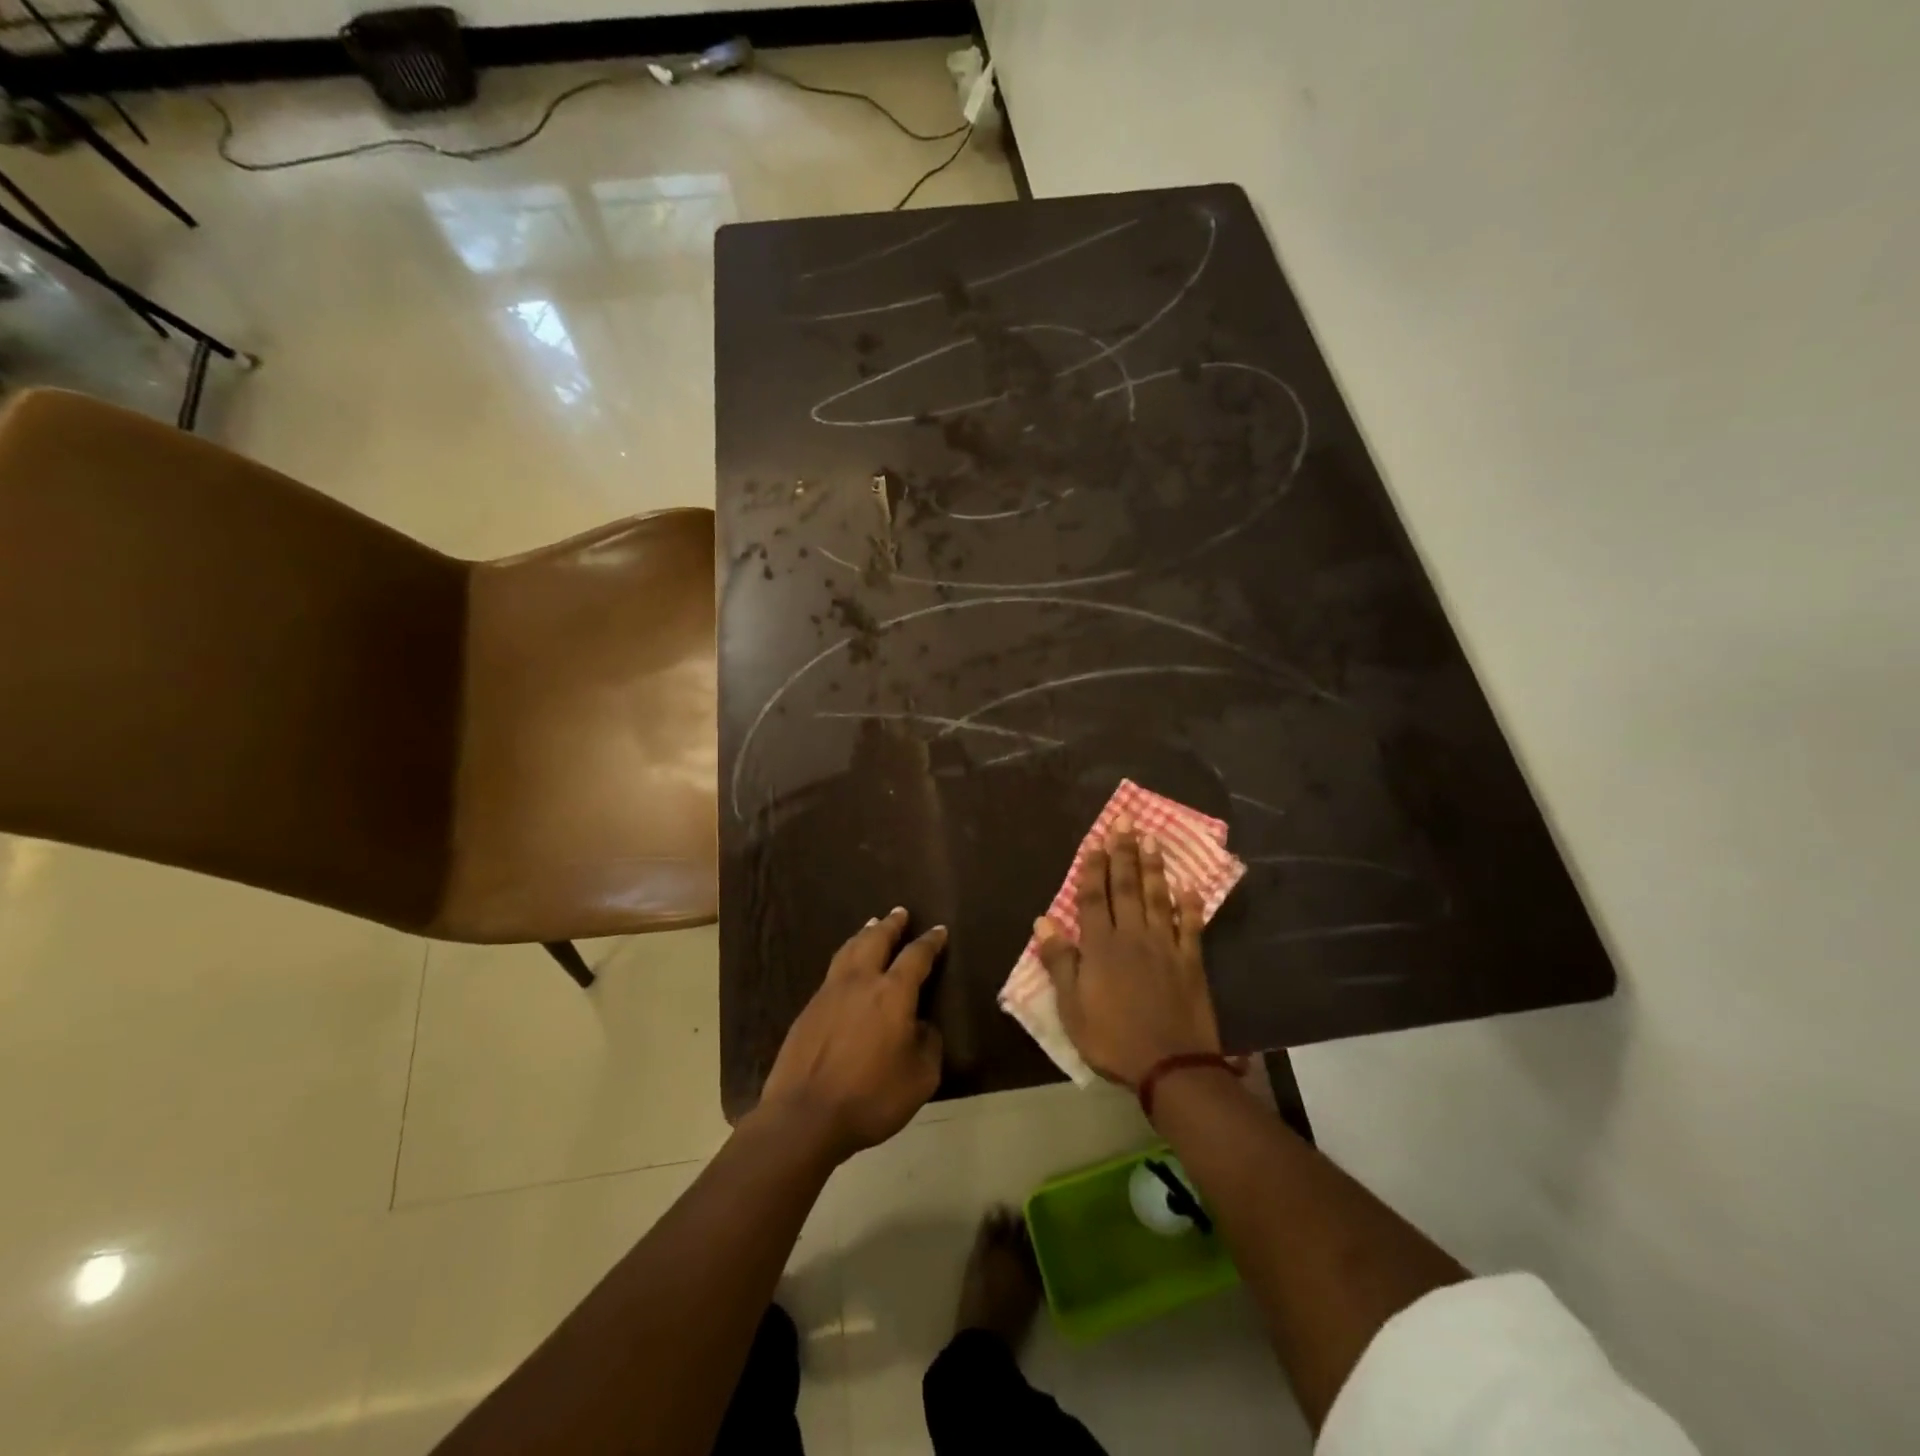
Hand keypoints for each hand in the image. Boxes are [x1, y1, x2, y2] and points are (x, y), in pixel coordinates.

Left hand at [757, 908, 945, 1161]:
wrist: (804, 1116)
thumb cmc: (871, 1097)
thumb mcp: (921, 1077)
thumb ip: (928, 1044)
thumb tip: (921, 1026)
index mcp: (893, 993)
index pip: (916, 956)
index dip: (930, 941)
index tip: (939, 930)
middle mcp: (861, 982)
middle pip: (876, 940)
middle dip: (891, 925)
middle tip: (900, 912)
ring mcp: (829, 992)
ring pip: (849, 950)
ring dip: (865, 935)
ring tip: (872, 926)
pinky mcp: (808, 1009)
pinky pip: (833, 971)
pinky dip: (846, 957)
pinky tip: (847, 968)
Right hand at [1035, 823, 1221, 1087]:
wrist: (1170, 1066)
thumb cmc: (1112, 1039)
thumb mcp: (1072, 1007)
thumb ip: (1060, 961)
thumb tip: (1043, 920)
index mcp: (1101, 947)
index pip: (1093, 898)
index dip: (1092, 868)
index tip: (1094, 841)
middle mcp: (1133, 937)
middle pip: (1126, 887)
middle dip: (1123, 853)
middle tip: (1125, 822)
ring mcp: (1165, 946)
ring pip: (1157, 898)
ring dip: (1153, 867)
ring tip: (1152, 839)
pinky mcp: (1190, 962)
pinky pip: (1190, 926)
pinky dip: (1190, 905)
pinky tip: (1188, 887)